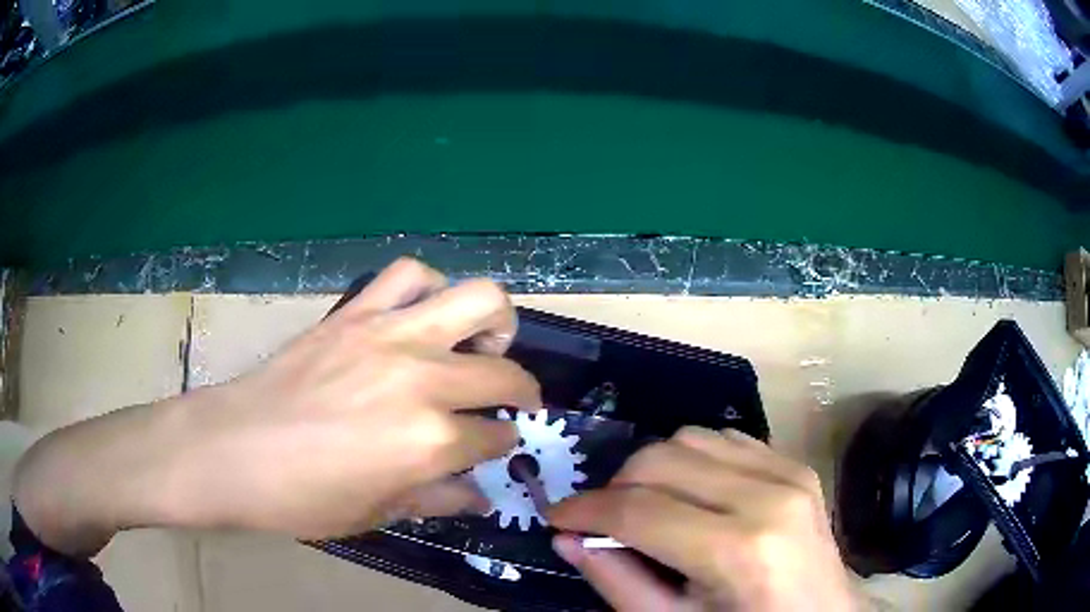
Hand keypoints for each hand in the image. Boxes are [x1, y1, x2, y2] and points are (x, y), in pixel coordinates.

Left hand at [14, 258, 540, 554]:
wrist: (233, 450)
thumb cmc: (301, 498)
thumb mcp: (377, 514)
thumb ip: (437, 499)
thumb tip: (478, 493)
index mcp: (428, 443)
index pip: (494, 438)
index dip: (503, 445)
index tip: (498, 448)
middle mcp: (421, 380)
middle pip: (503, 371)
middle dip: (521, 390)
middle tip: (510, 401)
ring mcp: (388, 335)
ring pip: (476, 297)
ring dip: (493, 321)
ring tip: (480, 342)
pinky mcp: (355, 312)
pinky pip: (407, 274)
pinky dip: (429, 287)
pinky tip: (422, 313)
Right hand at [546, 427, 855, 610]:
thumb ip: (618, 581)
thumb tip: (567, 539)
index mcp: (739, 550)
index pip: (639, 510)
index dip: (585, 510)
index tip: (557, 515)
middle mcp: (768, 496)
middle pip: (661, 461)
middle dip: (615, 488)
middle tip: (602, 520)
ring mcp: (789, 471)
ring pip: (689, 438)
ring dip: (653, 470)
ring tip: (647, 508)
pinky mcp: (796, 463)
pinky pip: (725, 439)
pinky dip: (692, 461)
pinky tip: (692, 496)